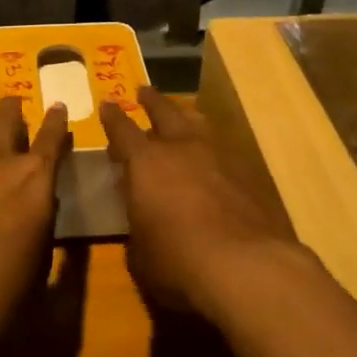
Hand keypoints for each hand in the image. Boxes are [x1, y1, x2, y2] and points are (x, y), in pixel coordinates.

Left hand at [0, 97, 69, 341]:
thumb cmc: (9, 282)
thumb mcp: (43, 246)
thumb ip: (43, 211)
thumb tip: (40, 195)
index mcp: (35, 176)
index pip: (52, 135)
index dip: (56, 118)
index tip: (56, 106)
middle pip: (8, 118)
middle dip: (13, 107)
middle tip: (13, 103)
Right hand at [100, 88, 300, 316]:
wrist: (245, 266)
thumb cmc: (178, 261)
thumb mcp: (140, 254)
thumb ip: (138, 228)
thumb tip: (143, 223)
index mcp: (146, 163)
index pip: (123, 131)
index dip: (113, 118)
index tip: (108, 104)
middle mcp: (181, 149)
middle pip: (165, 113)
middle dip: (152, 101)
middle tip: (144, 90)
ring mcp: (218, 158)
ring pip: (199, 125)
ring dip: (186, 118)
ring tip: (183, 114)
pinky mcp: (248, 175)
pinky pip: (224, 151)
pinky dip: (213, 150)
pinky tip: (215, 159)